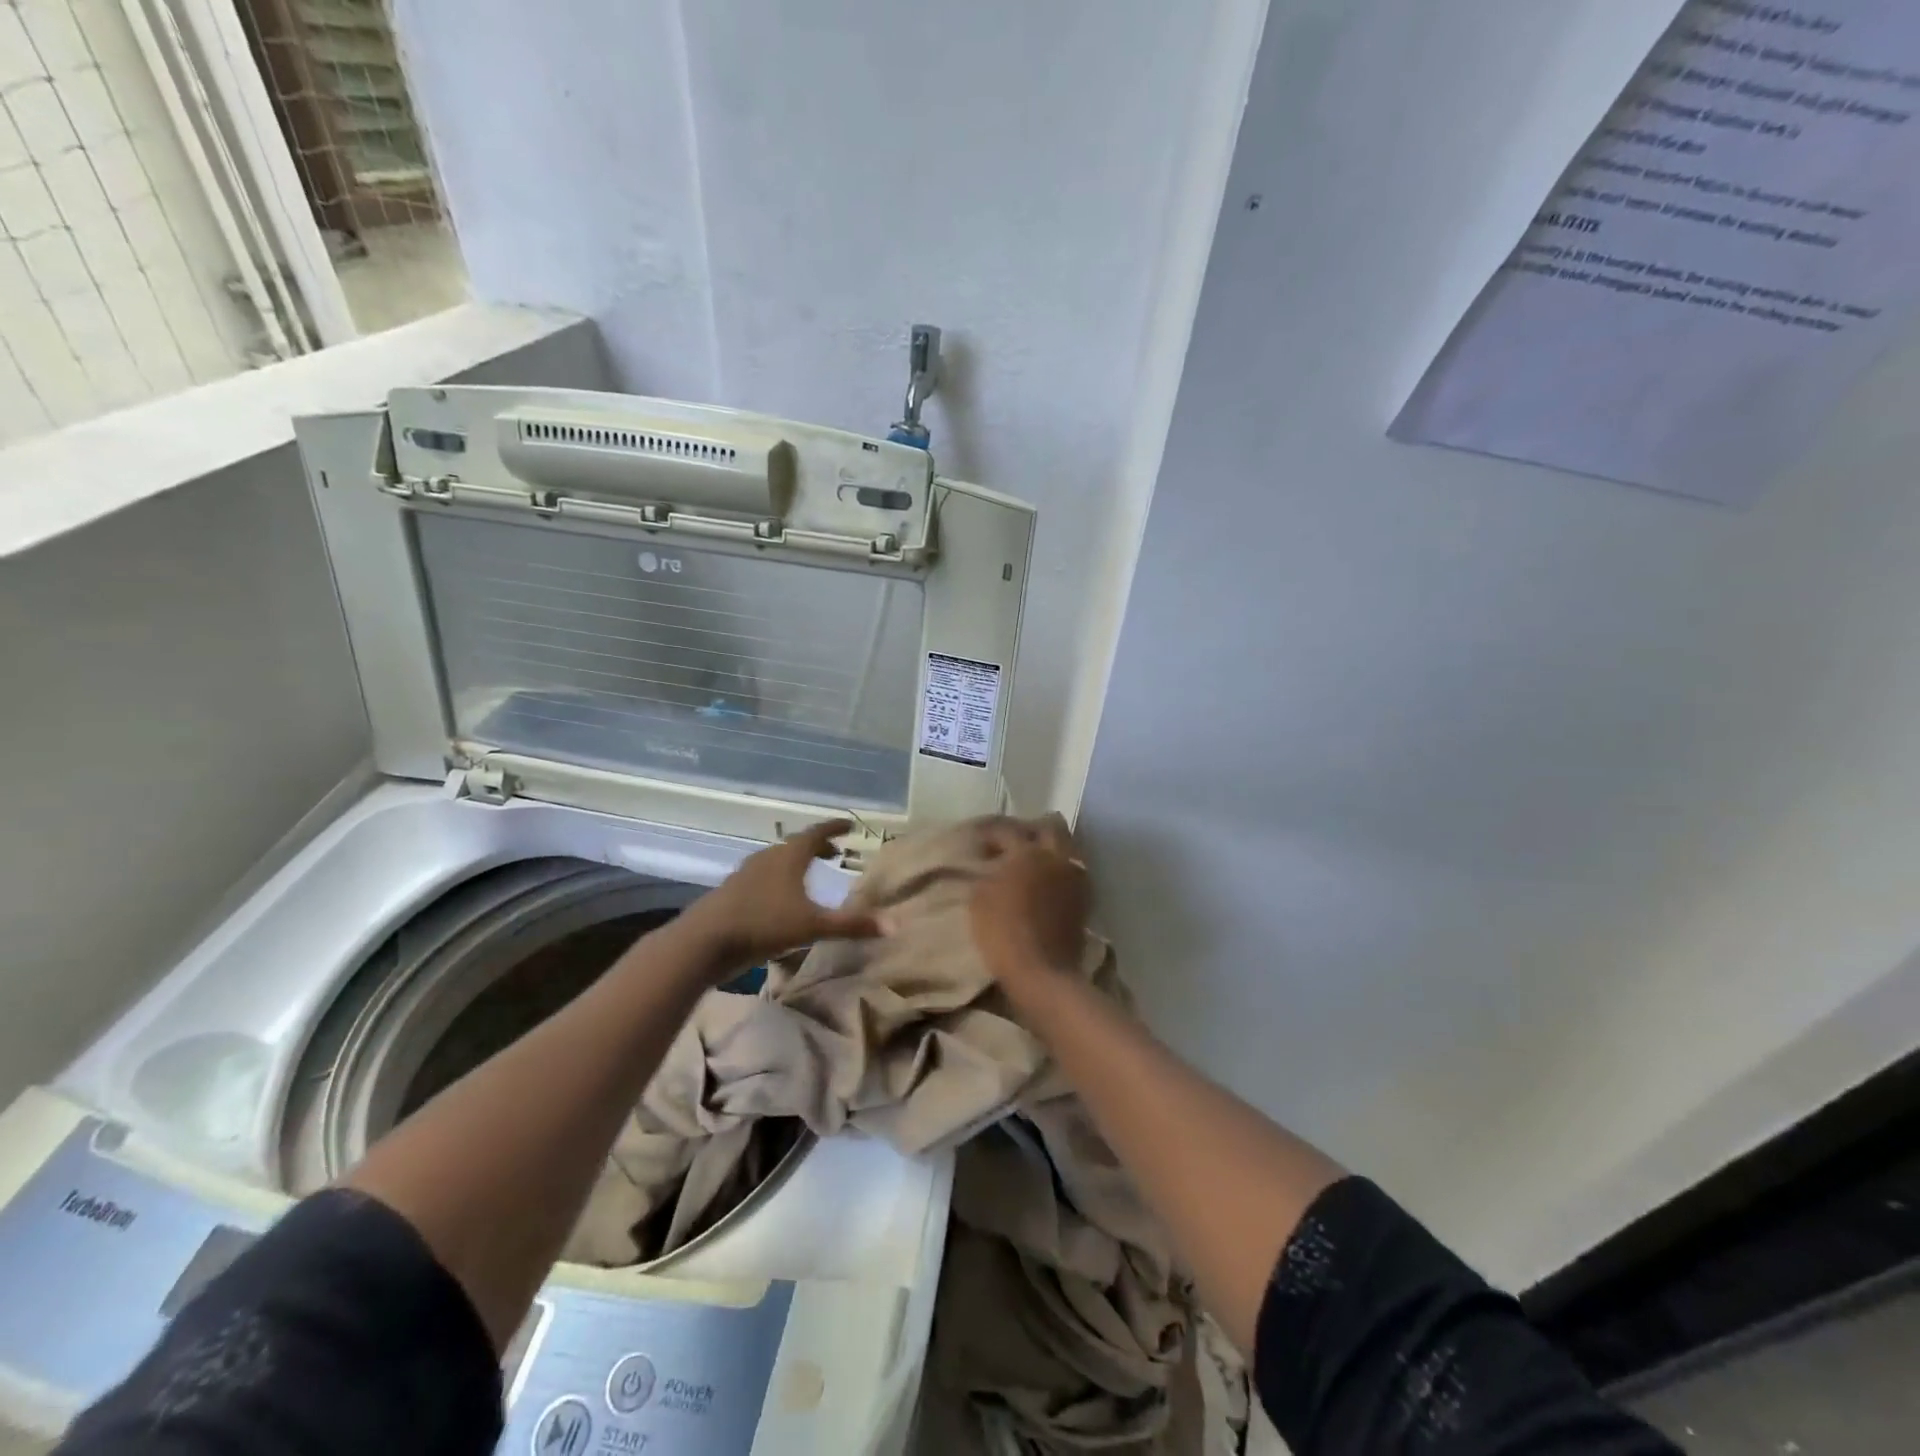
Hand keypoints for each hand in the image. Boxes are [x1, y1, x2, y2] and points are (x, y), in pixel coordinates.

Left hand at [676, 820, 880, 975]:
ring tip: (809, 875)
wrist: (704, 941)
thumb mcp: (813, 926)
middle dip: (817, 847)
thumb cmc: (763, 925)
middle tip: (835, 853)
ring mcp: (746, 874)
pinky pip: (762, 877)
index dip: (834, 828)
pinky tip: (780, 900)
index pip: (816, 833)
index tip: (849, 825)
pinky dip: (778, 880)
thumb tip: (894, 924)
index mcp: (789, 857)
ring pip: (777, 861)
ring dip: (796, 863)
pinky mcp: (732, 893)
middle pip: (795, 845)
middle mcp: (768, 858)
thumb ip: (852, 925)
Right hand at [970, 817, 1092, 989]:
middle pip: (1051, 825)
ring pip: (1067, 846)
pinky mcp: (1083, 899)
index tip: (978, 838)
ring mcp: (1074, 878)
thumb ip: (987, 873)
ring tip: (1030, 860)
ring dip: (1049, 847)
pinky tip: (1045, 880)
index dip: (990, 831)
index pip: (1007, 828)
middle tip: (1012, 840)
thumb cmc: (1003, 933)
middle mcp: (1057, 857)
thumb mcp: (979, 899)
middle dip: (1031, 827)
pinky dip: (1059, 868)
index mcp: (1028, 852)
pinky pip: (1073, 870)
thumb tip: (993, 865)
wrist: (1042, 973)